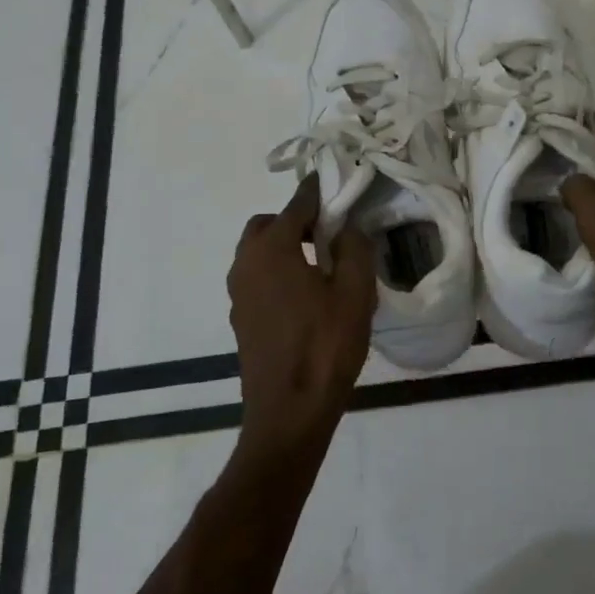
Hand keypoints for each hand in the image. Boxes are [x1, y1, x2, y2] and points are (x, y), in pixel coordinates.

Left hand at [227, 177, 376, 466]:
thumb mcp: (355, 293)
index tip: (337, 181)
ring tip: (324, 264)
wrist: (289, 413)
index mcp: (272, 249)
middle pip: (268, 225)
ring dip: (286, 246)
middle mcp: (246, 263)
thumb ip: (355, 248)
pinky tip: (307, 294)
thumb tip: (348, 226)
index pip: (296, 204)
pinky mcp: (240, 318)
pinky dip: (278, 271)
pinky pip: (258, 278)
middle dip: (296, 220)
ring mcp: (238, 293)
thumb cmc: (325, 346)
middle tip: (331, 232)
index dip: (318, 190)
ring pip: (259, 253)